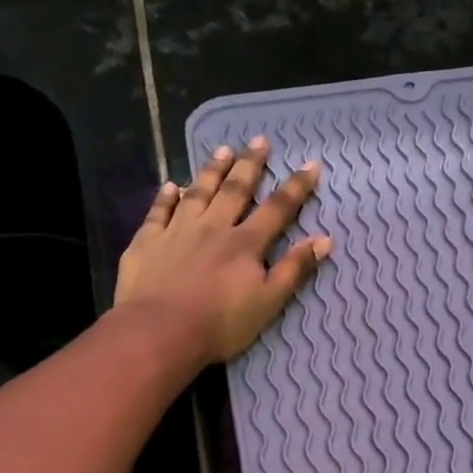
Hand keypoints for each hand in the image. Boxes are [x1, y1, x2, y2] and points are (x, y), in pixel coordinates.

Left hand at [114, 138, 332, 365]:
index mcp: (245, 244)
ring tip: (222, 150)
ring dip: (211, 170)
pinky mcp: (147, 242)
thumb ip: (294, 270)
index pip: (277, 209)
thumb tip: (324, 239)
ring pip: (197, 192)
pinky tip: (170, 185)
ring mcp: (177, 231)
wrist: (159, 332)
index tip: (310, 165)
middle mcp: (213, 228)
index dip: (296, 188)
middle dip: (250, 165)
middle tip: (259, 141)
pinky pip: (158, 212)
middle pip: (235, 190)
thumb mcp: (268, 303)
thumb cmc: (220, 324)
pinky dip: (165, 197)